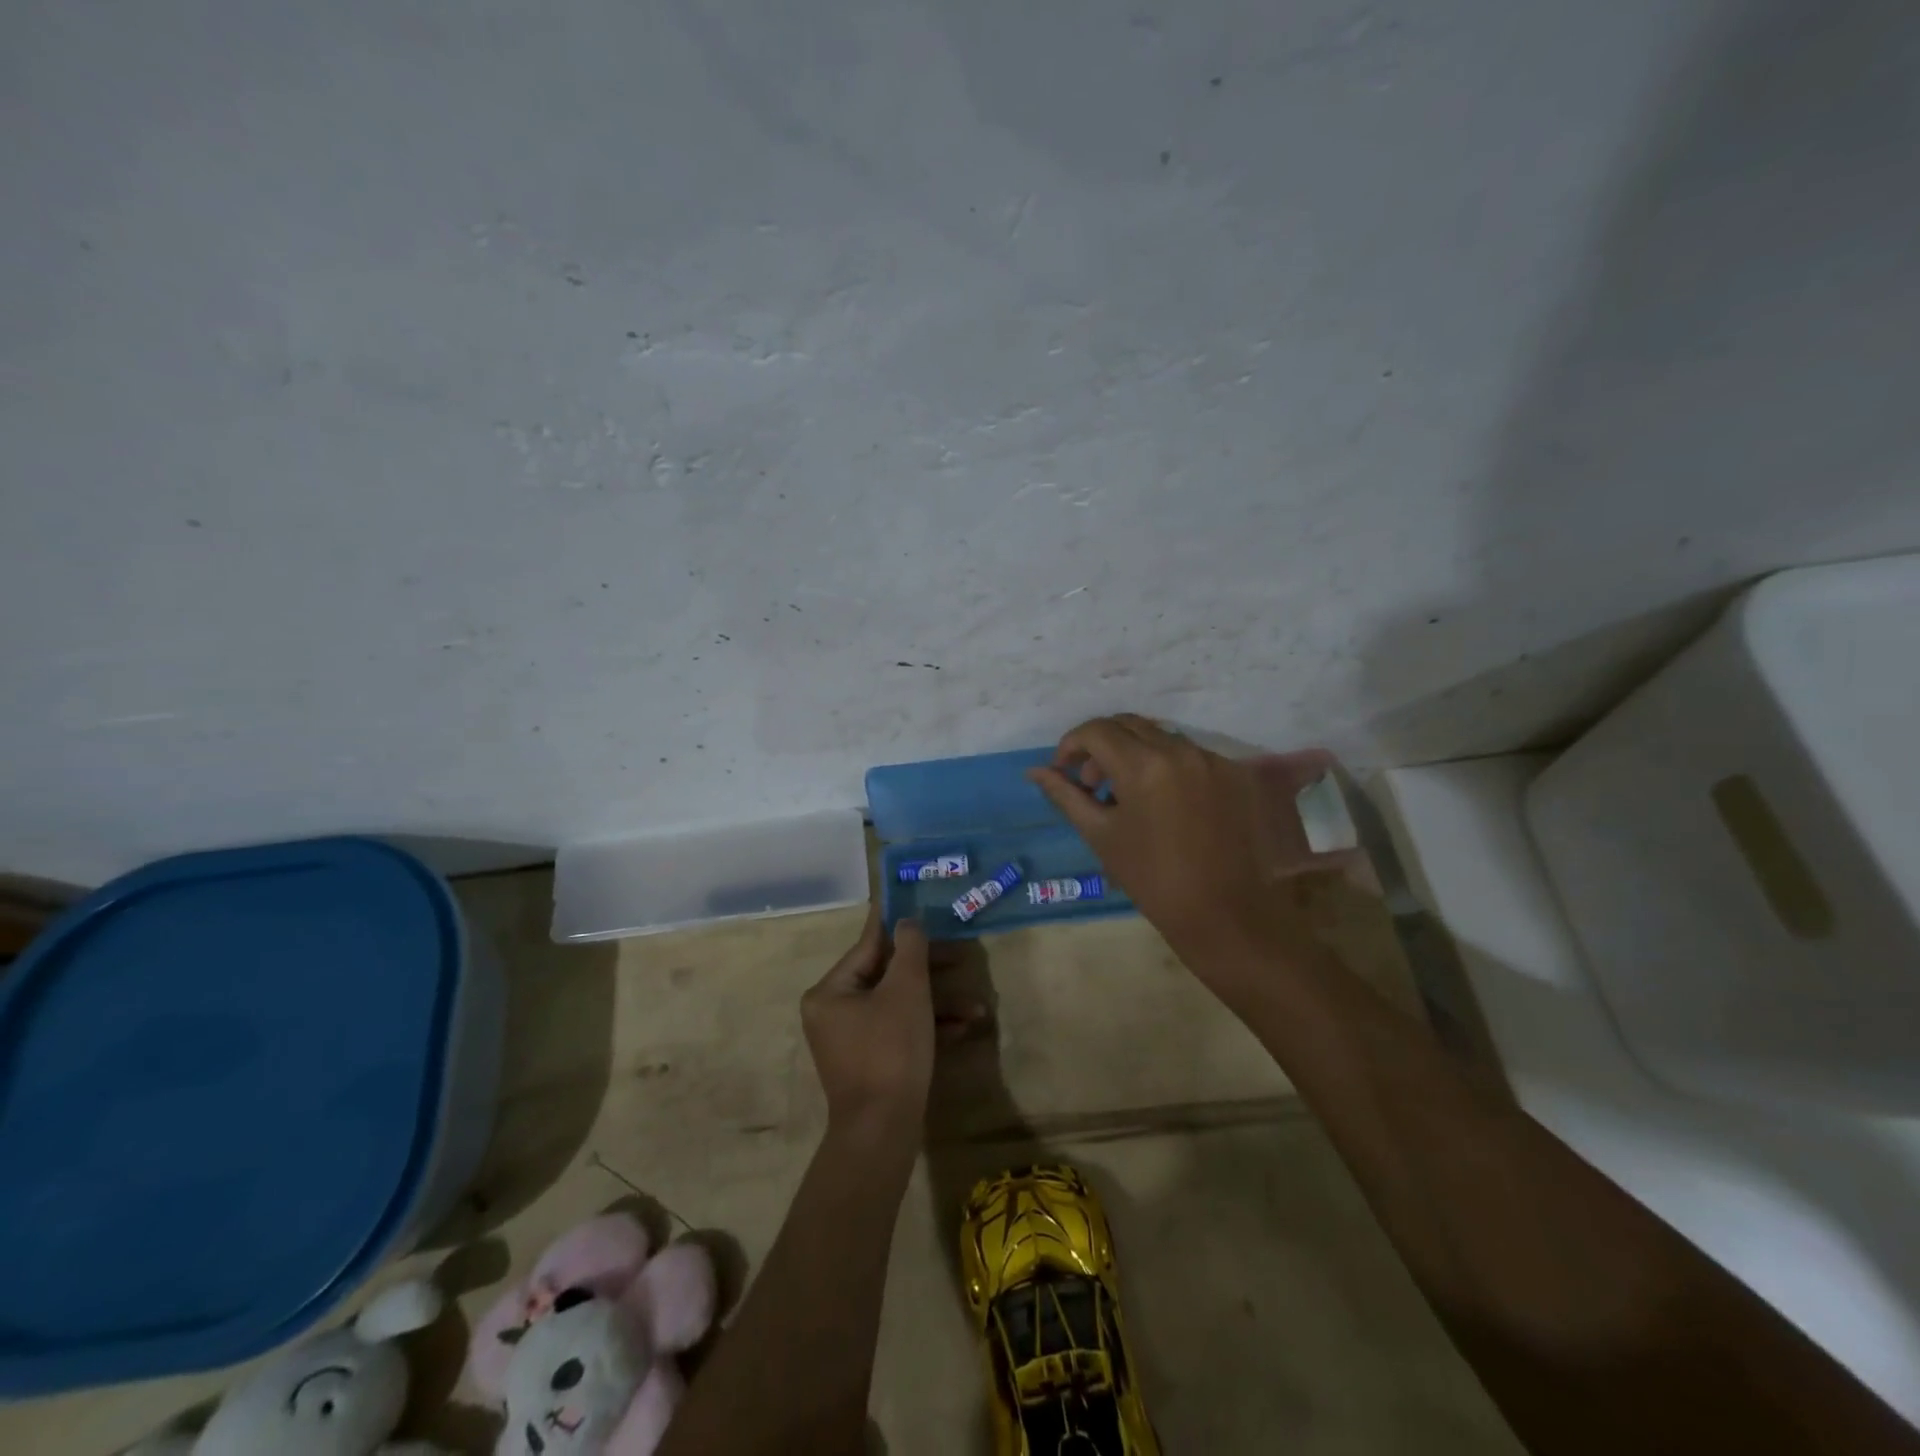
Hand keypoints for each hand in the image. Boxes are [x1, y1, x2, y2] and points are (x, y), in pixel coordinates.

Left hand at [802, 907, 960, 1147]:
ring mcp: (851, 1040)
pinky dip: (928, 1027)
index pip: (868, 945)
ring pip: (898, 1005)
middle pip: (887, 975)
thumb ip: (910, 948)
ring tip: (976, 1006)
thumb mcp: (906, 991)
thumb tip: (908, 920)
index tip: (916, 902)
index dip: (897, 924)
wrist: (882, 1133)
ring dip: (937, 1003)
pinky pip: (899, 1031)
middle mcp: (834, 1011)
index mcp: (830, 991)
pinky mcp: (870, 1063)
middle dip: (929, 970)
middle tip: (961, 955)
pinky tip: (964, 1029)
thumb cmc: (890, 1050)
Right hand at [1027, 714, 1314, 982]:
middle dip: (1102, 746)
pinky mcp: (1238, 774)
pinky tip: (1166, 804)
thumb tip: (1036, 771)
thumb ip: (1066, 795)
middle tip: (1092, 782)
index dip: (1071, 744)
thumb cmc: (1152, 880)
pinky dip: (1169, 768)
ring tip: (1128, 796)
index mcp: (1143, 765)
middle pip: (1129, 725)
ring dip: (1136, 754)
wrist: (1225, 915)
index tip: (1064, 771)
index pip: (1096, 730)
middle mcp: (1181, 750)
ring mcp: (1214, 760)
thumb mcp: (1101, 835)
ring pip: (1162, 738)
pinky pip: (1192, 755)